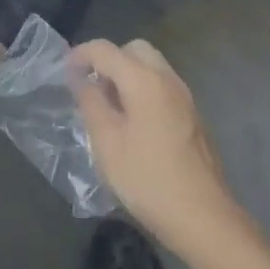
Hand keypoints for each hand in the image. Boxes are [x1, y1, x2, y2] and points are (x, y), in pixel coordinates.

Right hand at [73, 38, 246, 260]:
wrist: (205, 219)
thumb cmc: (148, 179)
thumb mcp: (107, 143)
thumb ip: (91, 103)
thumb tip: (81, 79)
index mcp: (144, 80)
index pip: (105, 49)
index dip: (80, 54)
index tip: (64, 71)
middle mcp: (167, 79)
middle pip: (134, 50)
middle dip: (109, 60)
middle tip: (91, 87)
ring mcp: (185, 98)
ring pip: (152, 67)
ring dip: (127, 75)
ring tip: (109, 107)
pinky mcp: (193, 117)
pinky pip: (162, 87)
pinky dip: (143, 90)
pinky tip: (133, 123)